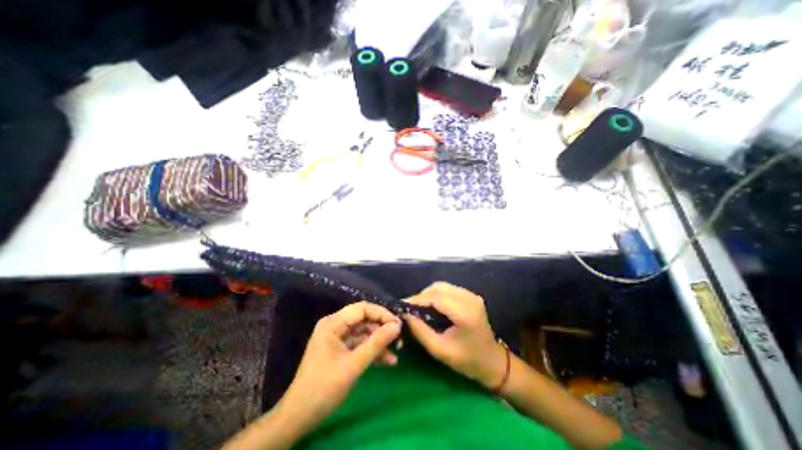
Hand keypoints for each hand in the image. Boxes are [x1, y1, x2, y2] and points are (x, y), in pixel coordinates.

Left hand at [280, 303, 401, 424]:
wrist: (299, 417)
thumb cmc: (324, 387)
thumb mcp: (354, 365)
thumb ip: (376, 343)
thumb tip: (397, 326)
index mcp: (333, 323)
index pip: (362, 309)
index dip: (381, 313)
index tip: (398, 324)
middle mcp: (335, 325)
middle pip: (364, 319)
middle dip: (382, 328)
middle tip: (399, 338)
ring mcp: (338, 337)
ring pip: (364, 332)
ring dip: (379, 341)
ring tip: (396, 352)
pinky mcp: (341, 349)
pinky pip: (360, 344)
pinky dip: (372, 351)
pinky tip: (387, 361)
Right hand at [404, 282, 502, 389]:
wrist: (493, 361)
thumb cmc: (467, 360)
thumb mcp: (440, 350)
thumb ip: (420, 331)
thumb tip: (405, 315)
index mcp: (464, 313)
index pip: (436, 297)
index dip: (417, 299)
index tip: (402, 305)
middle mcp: (469, 299)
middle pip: (439, 287)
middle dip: (422, 296)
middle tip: (410, 308)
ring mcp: (472, 295)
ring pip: (443, 286)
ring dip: (428, 294)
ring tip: (419, 307)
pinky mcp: (471, 296)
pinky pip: (448, 289)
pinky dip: (437, 294)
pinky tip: (431, 305)